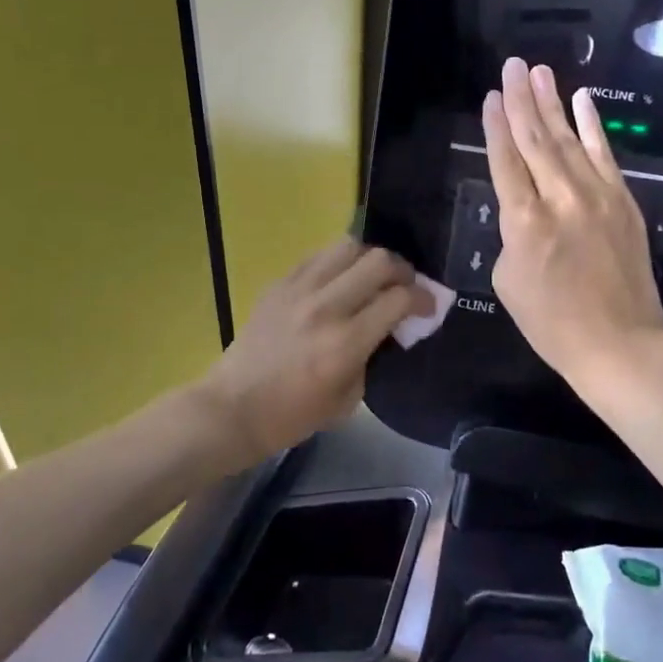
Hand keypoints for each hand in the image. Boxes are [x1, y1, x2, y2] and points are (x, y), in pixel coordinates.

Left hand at [201, 238, 433, 461]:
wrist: (233, 407)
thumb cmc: (293, 415)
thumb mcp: (349, 398)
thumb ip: (374, 355)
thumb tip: (390, 326)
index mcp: (346, 343)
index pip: (399, 299)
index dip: (424, 299)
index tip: (429, 307)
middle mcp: (325, 307)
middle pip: (379, 261)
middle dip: (403, 271)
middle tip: (404, 287)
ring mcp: (299, 290)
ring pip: (348, 246)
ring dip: (370, 259)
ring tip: (372, 277)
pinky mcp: (280, 283)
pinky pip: (319, 256)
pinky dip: (338, 263)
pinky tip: (339, 280)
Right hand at [484, 57, 662, 385]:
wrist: (619, 342)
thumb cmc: (552, 322)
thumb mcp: (508, 281)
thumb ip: (511, 235)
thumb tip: (523, 210)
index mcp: (524, 222)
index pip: (505, 161)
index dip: (495, 127)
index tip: (490, 97)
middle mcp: (560, 198)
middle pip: (535, 139)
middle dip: (521, 100)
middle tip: (512, 65)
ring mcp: (597, 196)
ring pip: (569, 139)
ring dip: (552, 103)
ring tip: (539, 72)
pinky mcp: (623, 201)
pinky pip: (604, 154)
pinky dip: (593, 126)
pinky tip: (583, 100)